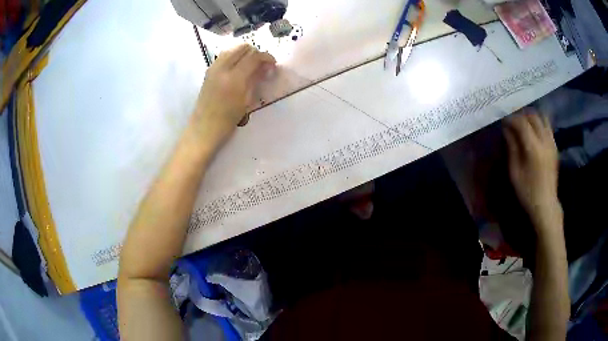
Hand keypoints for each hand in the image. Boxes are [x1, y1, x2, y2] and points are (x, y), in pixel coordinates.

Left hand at [191, 44, 275, 147]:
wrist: (203, 129)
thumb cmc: (227, 121)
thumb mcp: (246, 101)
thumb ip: (256, 80)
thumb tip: (266, 67)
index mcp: (234, 78)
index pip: (254, 57)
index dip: (266, 57)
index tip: (273, 64)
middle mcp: (222, 68)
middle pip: (243, 48)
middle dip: (255, 53)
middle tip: (262, 65)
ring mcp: (213, 68)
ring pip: (232, 49)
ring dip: (244, 53)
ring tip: (250, 66)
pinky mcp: (208, 71)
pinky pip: (224, 56)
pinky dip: (234, 57)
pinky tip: (238, 69)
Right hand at [503, 108, 560, 228]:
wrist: (545, 204)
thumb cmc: (527, 191)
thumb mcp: (515, 171)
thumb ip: (512, 147)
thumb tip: (507, 129)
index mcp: (534, 148)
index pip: (522, 123)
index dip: (511, 119)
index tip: (504, 122)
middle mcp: (545, 141)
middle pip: (533, 117)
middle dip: (522, 115)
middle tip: (513, 121)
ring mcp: (552, 143)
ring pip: (542, 118)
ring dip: (532, 117)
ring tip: (524, 124)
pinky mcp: (555, 147)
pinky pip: (548, 127)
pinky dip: (540, 124)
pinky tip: (534, 132)